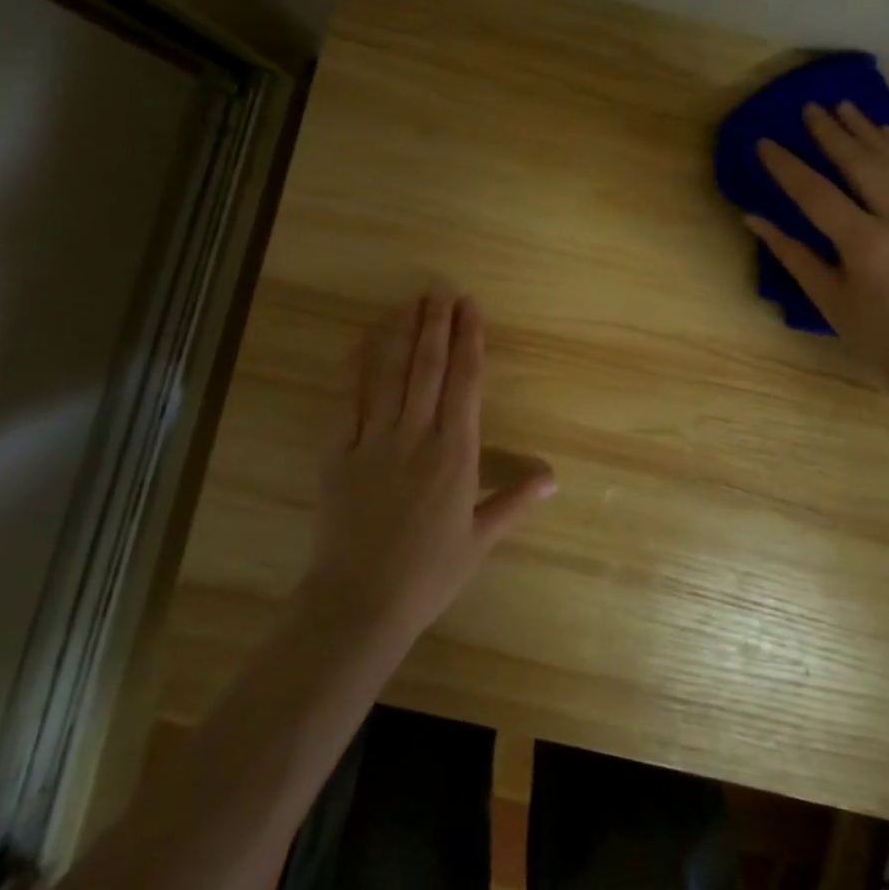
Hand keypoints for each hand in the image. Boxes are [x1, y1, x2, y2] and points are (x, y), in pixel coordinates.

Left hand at [303, 285, 556, 643]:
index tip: (470, 307)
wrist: (360, 602)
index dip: (469, 340)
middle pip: (428, 367)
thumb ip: (513, 501)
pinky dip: (354, 368)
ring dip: (401, 333)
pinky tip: (361, 340)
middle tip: (441, 287)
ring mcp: (373, 441)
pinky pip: (346, 401)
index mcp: (456, 453)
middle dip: (436, 323)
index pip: (465, 383)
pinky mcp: (337, 453)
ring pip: (390, 375)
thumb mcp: (479, 540)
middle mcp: (416, 436)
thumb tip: (552, 477)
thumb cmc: (428, 574)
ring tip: (411, 301)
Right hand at [746, 102, 888, 405]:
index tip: (765, 142)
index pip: (816, 193)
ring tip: (844, 106)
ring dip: (867, 130)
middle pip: (861, 163)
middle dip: (831, 134)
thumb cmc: (878, 336)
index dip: (787, 166)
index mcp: (864, 243)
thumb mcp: (828, 298)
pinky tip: (886, 132)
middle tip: (809, 108)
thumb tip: (755, 219)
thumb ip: (792, 254)